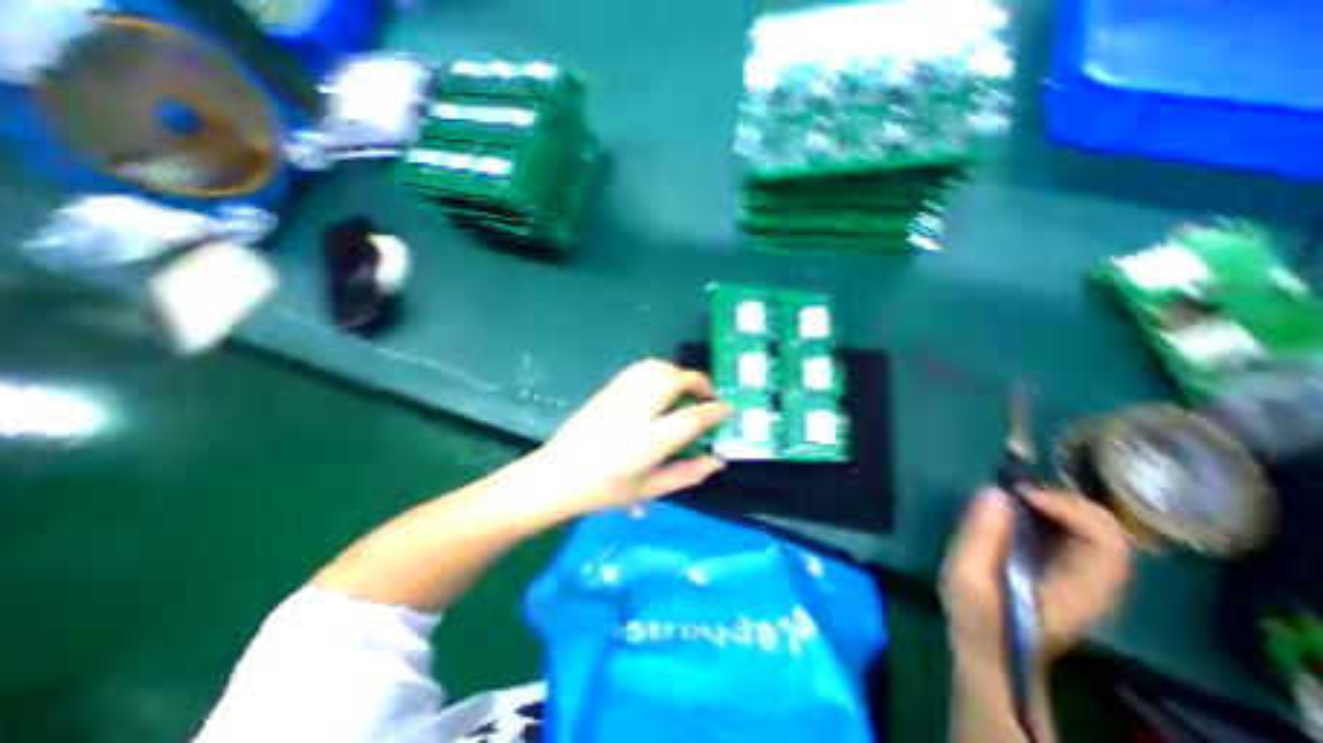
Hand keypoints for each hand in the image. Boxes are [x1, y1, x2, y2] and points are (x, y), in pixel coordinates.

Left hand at [524, 364, 734, 520]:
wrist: (556, 475)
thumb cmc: (604, 490)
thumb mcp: (651, 490)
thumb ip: (688, 474)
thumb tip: (719, 460)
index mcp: (647, 442)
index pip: (691, 417)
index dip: (715, 410)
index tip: (729, 408)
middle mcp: (635, 411)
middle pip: (675, 380)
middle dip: (699, 382)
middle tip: (708, 397)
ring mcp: (619, 395)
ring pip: (658, 367)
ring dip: (679, 374)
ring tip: (687, 390)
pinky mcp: (608, 388)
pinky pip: (641, 368)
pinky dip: (660, 370)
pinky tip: (662, 386)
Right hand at [934, 484, 1129, 669]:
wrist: (988, 649)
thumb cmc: (979, 618)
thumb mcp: (968, 579)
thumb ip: (981, 537)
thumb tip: (995, 491)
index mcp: (1082, 589)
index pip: (1106, 540)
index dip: (1066, 508)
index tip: (1019, 496)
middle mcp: (1095, 579)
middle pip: (1106, 528)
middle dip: (1061, 500)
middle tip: (1015, 491)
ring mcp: (1082, 573)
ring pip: (1090, 525)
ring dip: (1053, 503)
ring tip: (1012, 496)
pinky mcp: (1062, 567)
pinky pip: (1069, 530)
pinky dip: (1046, 512)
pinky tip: (1015, 510)